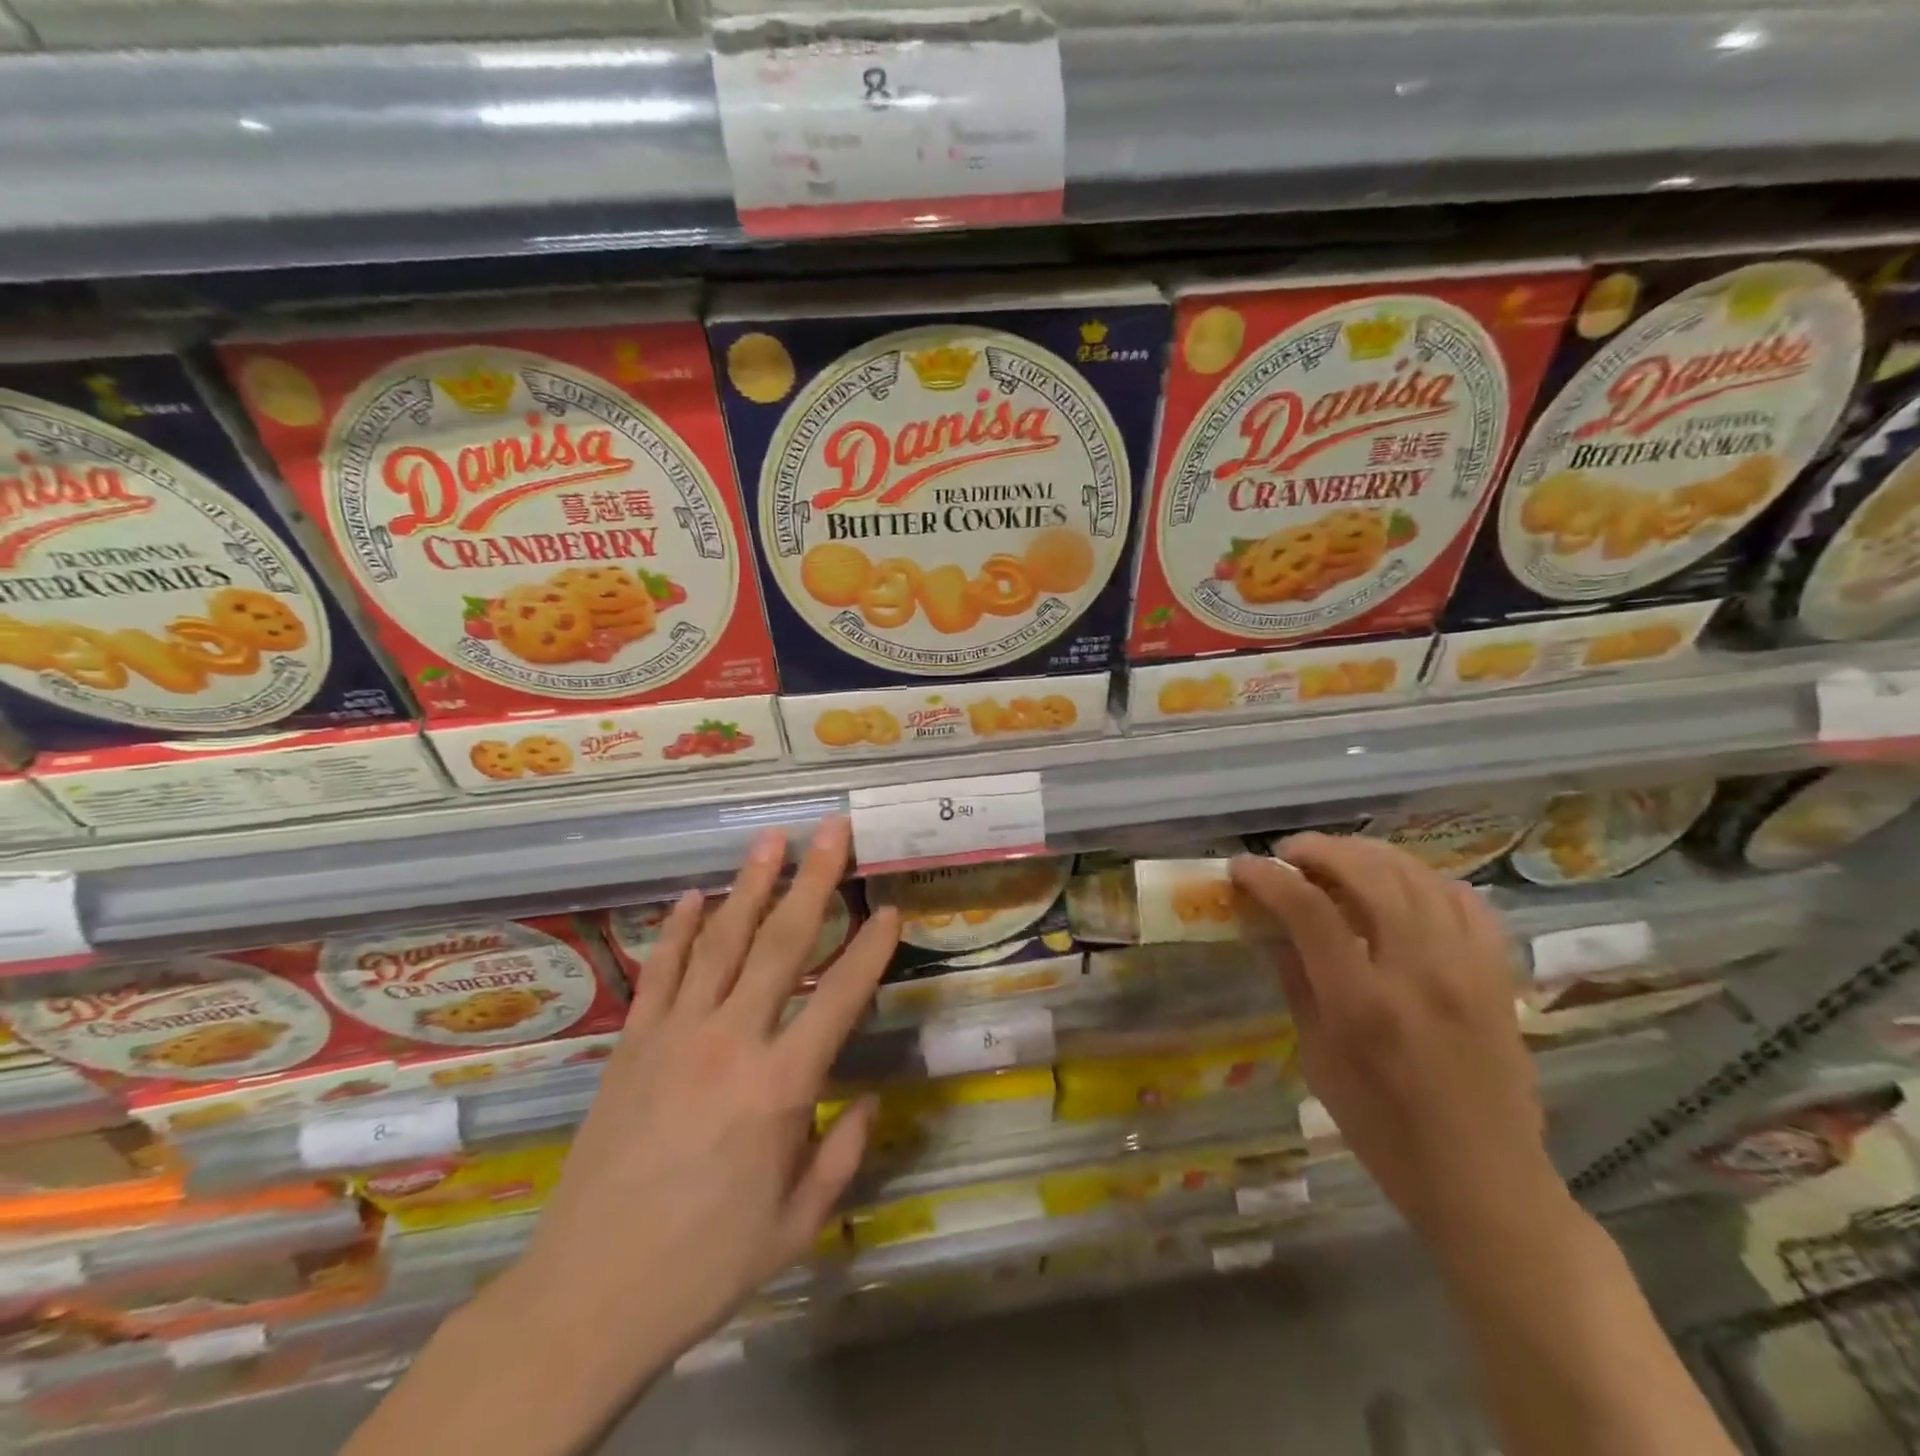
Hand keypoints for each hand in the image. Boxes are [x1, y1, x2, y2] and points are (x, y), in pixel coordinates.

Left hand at [506, 816, 898, 1380]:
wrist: (588, 1294)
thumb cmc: (706, 1263)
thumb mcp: (798, 1224)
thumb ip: (844, 1154)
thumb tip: (871, 1100)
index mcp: (781, 1085)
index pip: (840, 997)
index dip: (870, 949)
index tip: (890, 908)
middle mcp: (731, 1041)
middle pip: (781, 944)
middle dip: (814, 881)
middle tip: (833, 831)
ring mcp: (675, 1035)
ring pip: (722, 942)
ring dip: (750, 885)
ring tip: (773, 840)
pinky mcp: (632, 1044)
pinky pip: (661, 972)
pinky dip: (681, 930)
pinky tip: (697, 896)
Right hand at [1230, 834, 1558, 1248]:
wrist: (1485, 1182)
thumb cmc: (1384, 1132)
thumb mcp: (1318, 1061)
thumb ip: (1298, 985)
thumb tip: (1276, 931)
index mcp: (1363, 1002)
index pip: (1308, 909)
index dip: (1268, 877)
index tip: (1242, 867)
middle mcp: (1418, 971)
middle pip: (1368, 873)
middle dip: (1319, 850)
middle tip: (1289, 854)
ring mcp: (1466, 968)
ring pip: (1417, 875)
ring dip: (1368, 854)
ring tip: (1336, 859)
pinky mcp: (1497, 975)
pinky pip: (1464, 901)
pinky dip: (1424, 880)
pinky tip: (1400, 887)